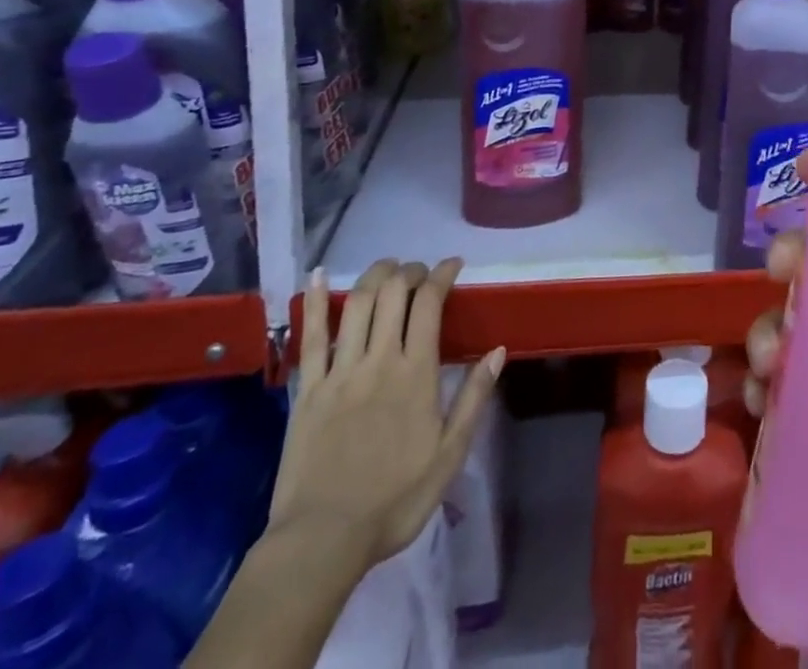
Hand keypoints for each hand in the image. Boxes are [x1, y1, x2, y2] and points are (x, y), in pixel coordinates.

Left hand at [269, 259, 504, 575]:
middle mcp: (379, 360)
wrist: (323, 541)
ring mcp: (340, 371)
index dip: (442, 274)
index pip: (430, 303)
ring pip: (358, 304)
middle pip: (393, 293)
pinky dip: (317, 301)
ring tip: (388, 268)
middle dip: (410, 271)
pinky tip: (320, 275)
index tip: (453, 265)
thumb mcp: (449, 455)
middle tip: (420, 272)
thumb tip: (498, 350)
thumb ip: (474, 398)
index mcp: (416, 373)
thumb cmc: (394, 501)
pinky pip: (311, 337)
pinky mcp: (308, 389)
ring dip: (375, 276)